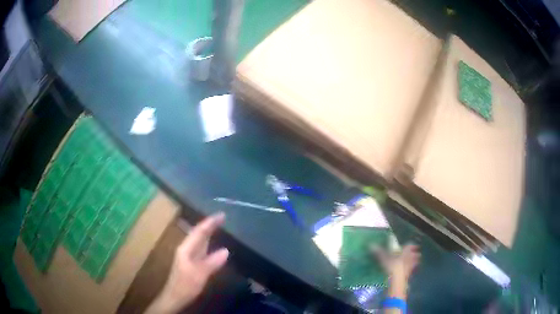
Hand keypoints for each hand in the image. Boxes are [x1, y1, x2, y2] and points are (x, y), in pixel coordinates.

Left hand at [146, 213, 228, 313]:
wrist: (175, 296)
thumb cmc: (185, 285)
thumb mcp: (199, 274)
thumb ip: (212, 262)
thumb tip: (226, 250)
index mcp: (186, 249)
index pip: (199, 231)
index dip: (210, 222)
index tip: (222, 214)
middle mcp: (186, 249)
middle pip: (198, 233)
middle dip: (209, 224)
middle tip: (222, 217)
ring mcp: (188, 255)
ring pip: (198, 240)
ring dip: (208, 232)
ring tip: (218, 225)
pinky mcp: (191, 262)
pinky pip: (200, 248)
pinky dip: (207, 242)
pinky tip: (212, 243)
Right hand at [371, 243, 419, 280]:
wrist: (397, 279)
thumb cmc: (392, 265)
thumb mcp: (383, 258)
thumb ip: (379, 252)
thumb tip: (371, 245)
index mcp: (406, 251)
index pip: (411, 245)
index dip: (410, 245)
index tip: (410, 246)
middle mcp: (411, 257)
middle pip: (416, 254)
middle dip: (415, 254)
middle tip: (411, 255)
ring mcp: (411, 267)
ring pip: (415, 263)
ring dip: (413, 263)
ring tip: (409, 264)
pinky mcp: (409, 275)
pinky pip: (411, 271)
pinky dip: (409, 271)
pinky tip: (405, 273)